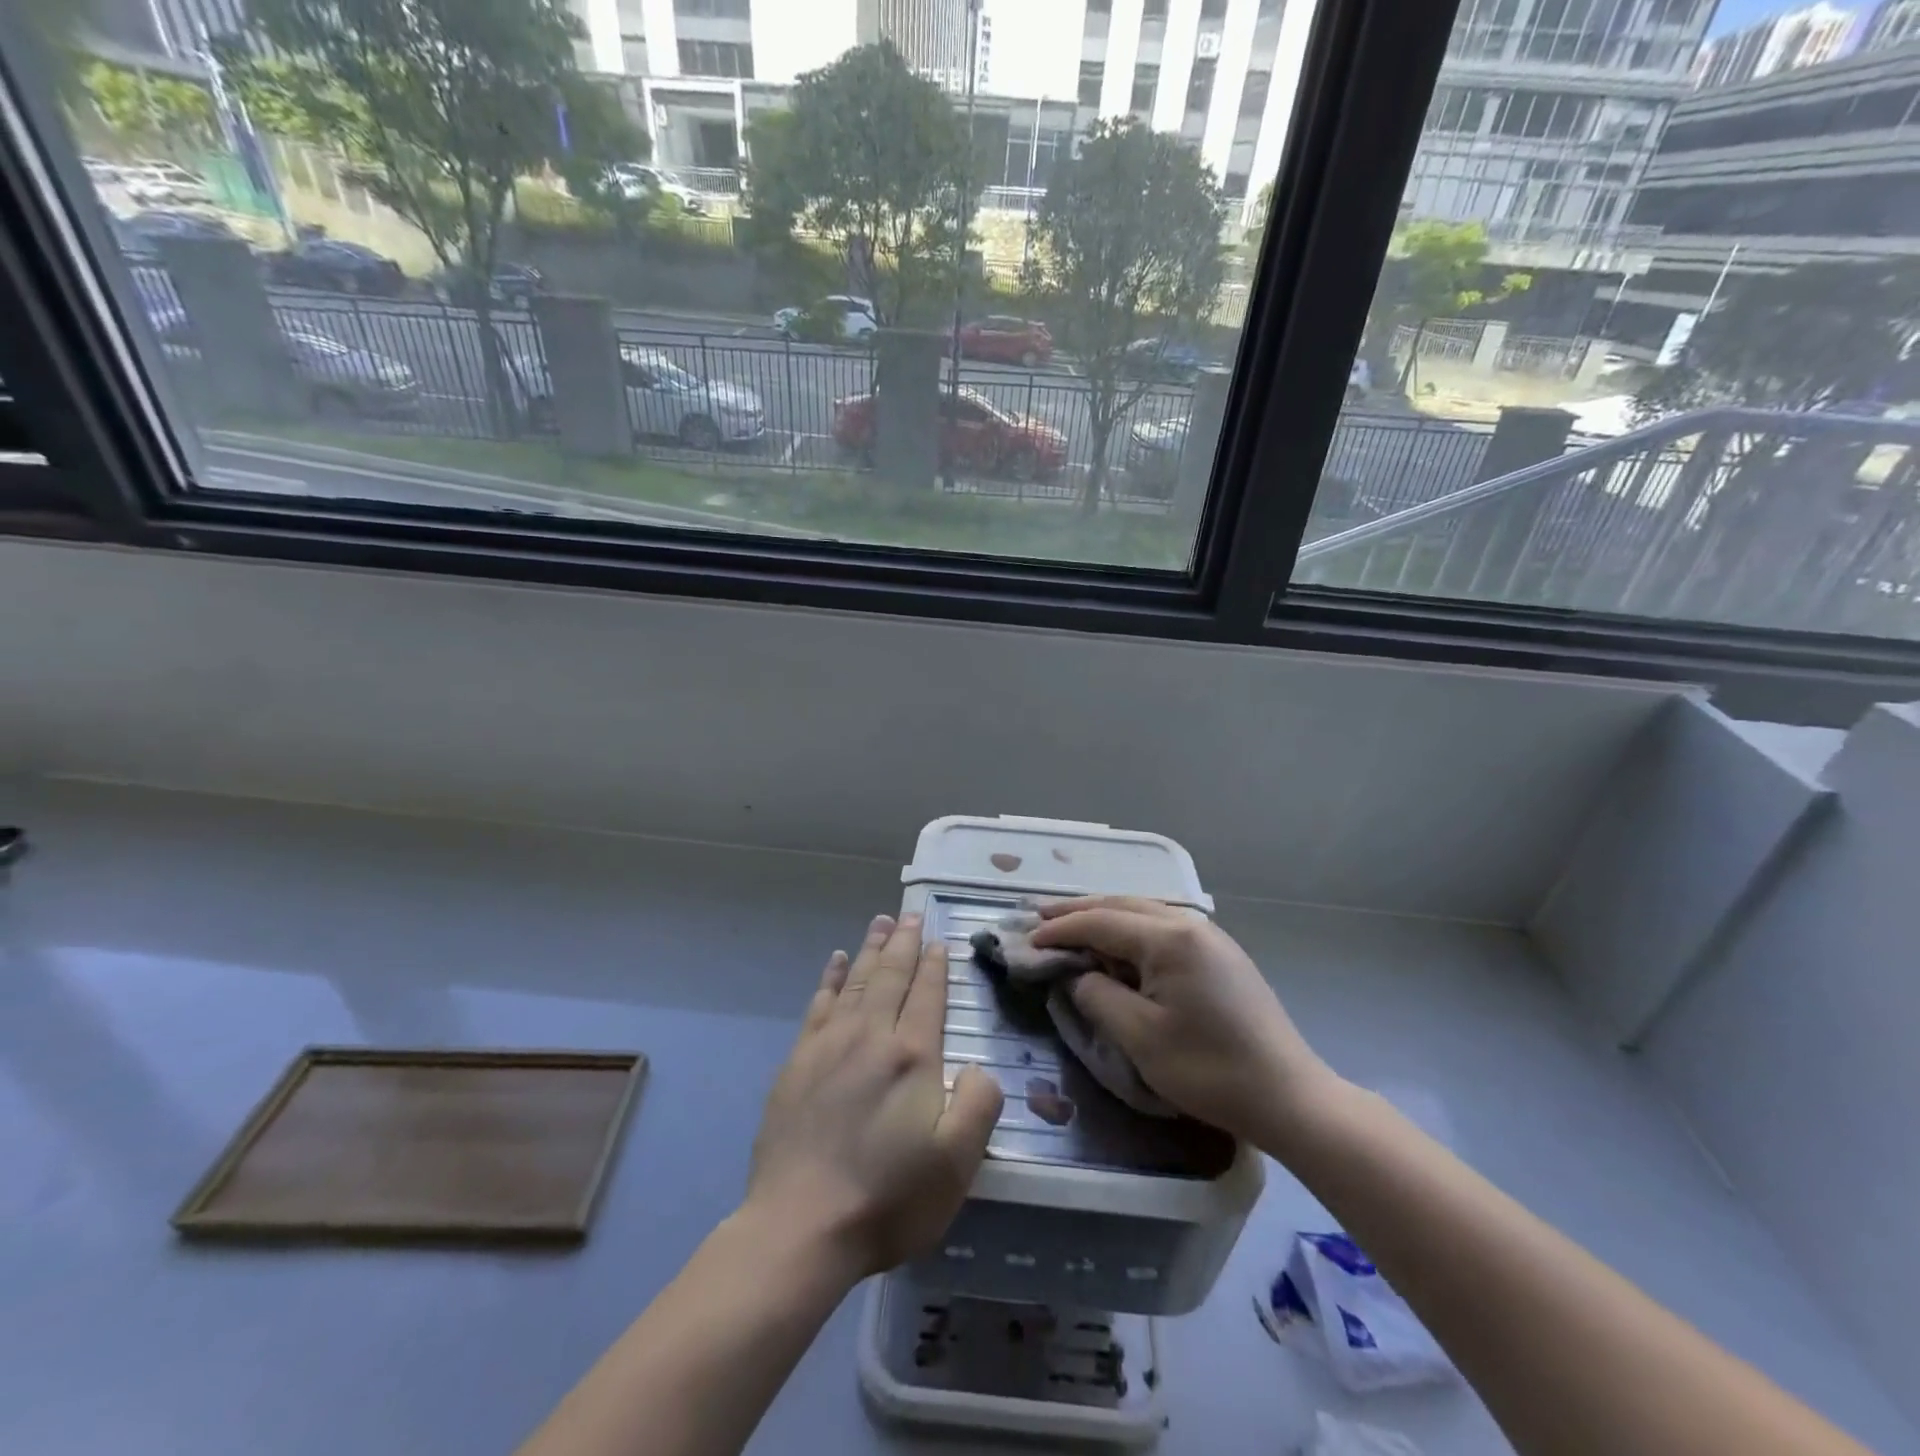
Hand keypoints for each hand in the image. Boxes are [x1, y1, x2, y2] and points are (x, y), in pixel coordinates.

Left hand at [744, 913, 1003, 1279]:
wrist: (799, 1227)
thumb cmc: (887, 1198)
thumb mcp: (956, 1164)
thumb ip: (980, 1104)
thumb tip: (978, 1066)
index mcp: (912, 1056)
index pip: (927, 995)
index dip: (936, 966)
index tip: (940, 940)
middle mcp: (870, 1036)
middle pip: (890, 976)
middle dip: (904, 943)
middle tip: (912, 914)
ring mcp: (828, 1046)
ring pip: (855, 981)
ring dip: (871, 949)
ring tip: (882, 923)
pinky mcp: (797, 1063)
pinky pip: (818, 1004)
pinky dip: (829, 978)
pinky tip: (835, 962)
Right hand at [1031, 897, 1333, 1142]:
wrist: (1289, 1096)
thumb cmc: (1210, 1069)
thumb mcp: (1140, 1037)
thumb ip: (1098, 996)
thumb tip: (1079, 976)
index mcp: (1169, 938)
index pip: (1100, 922)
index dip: (1060, 929)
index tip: (1027, 940)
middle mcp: (1189, 924)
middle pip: (1121, 906)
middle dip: (1078, 911)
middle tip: (1039, 917)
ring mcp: (1209, 937)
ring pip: (1143, 913)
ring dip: (1104, 917)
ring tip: (1071, 925)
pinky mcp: (1220, 955)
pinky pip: (1163, 928)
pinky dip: (1130, 931)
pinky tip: (1118, 944)